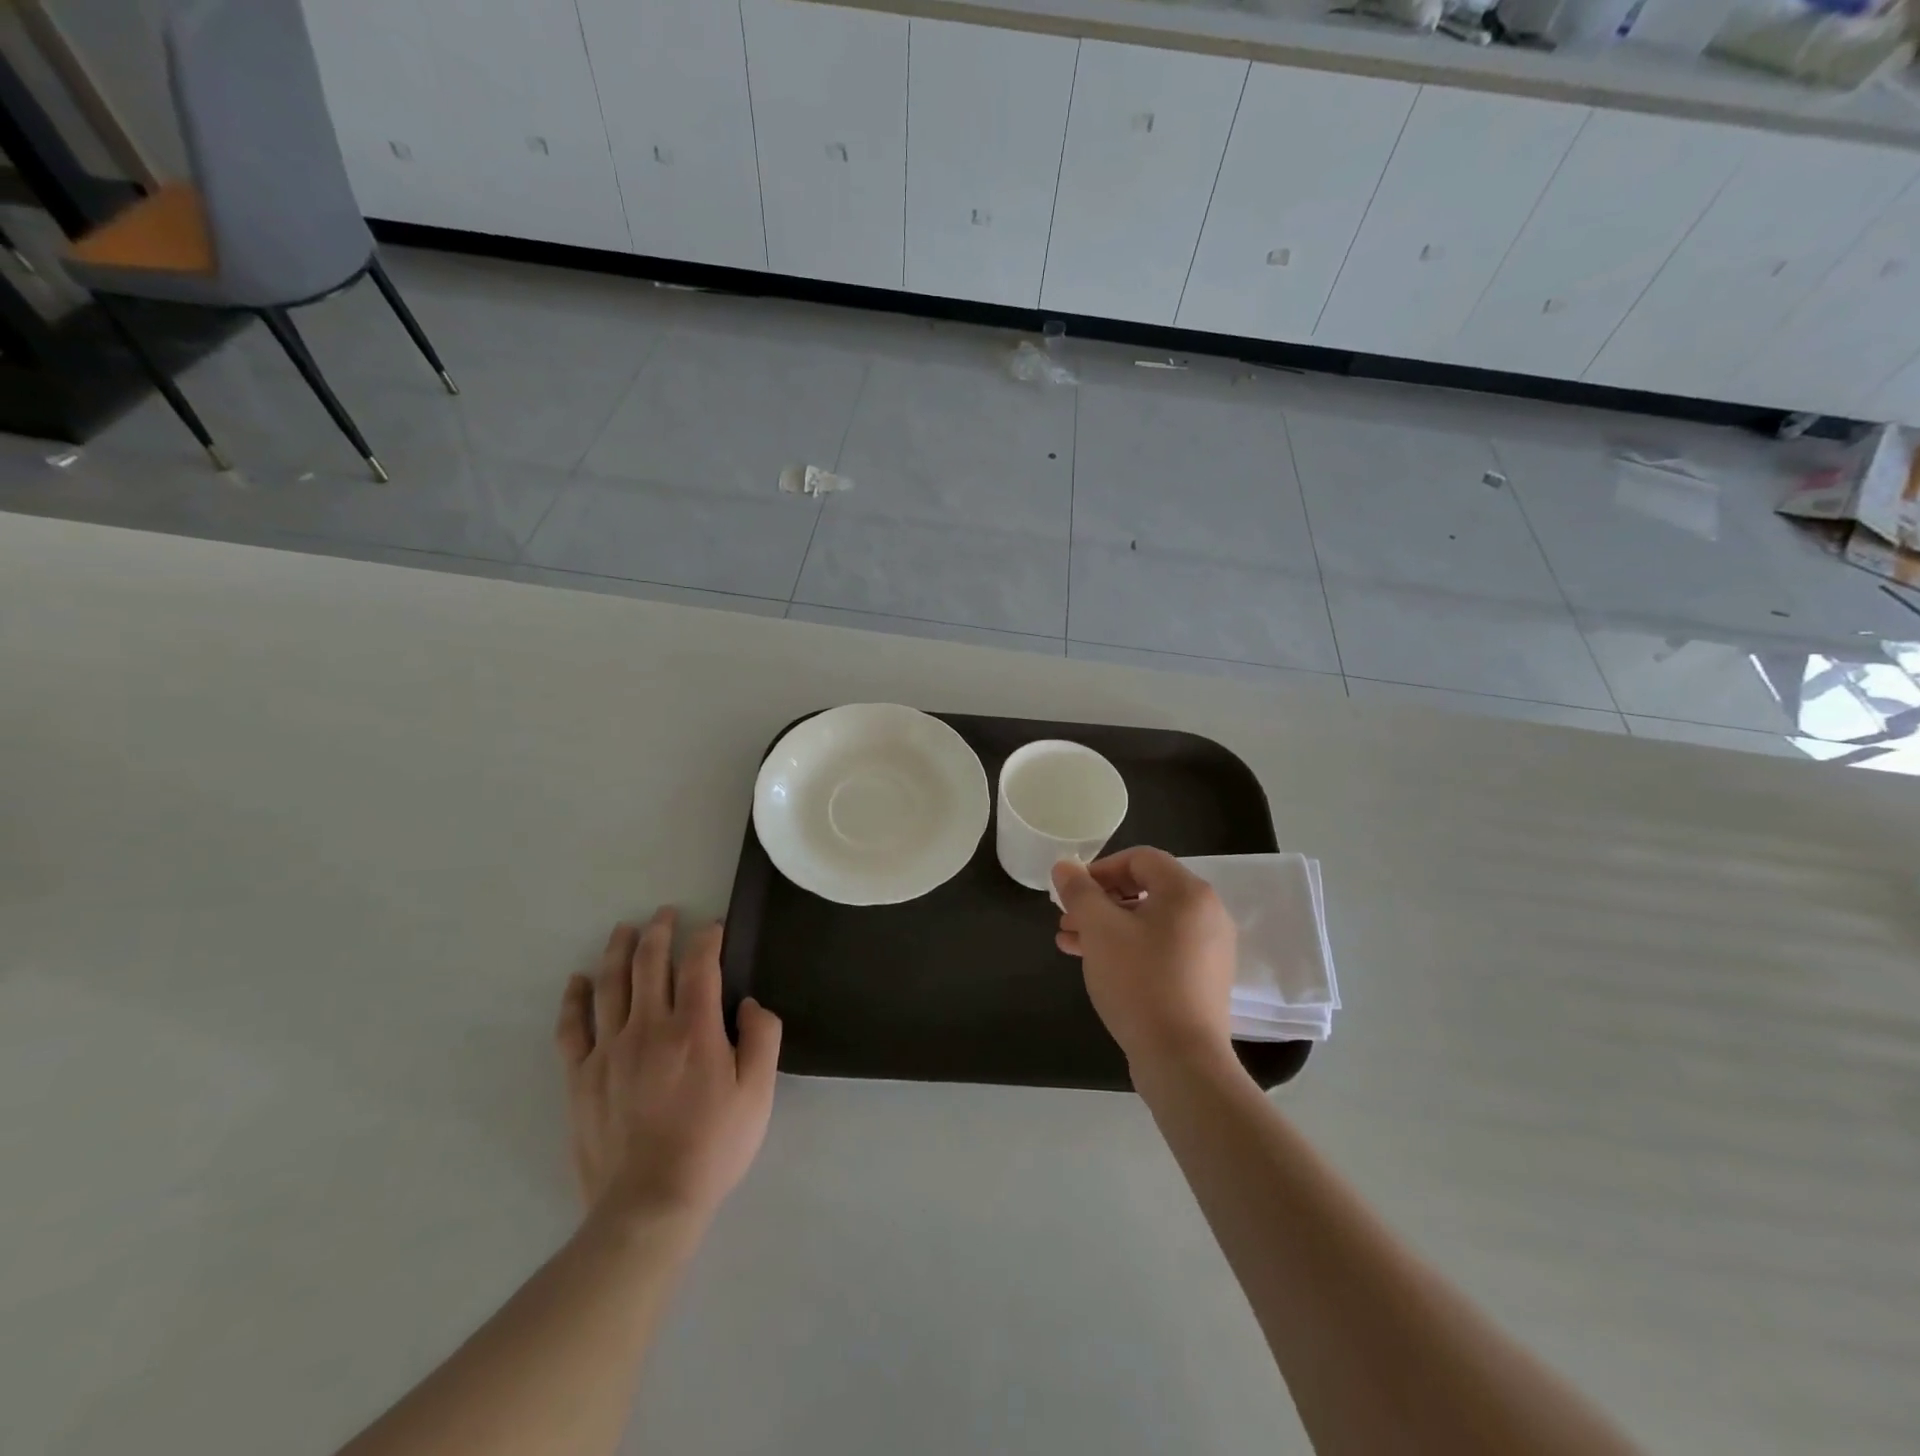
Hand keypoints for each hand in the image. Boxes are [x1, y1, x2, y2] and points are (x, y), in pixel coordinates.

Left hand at [555, 909, 782, 1228]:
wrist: (648, 1206)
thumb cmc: (712, 1147)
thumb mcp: (758, 1094)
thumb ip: (763, 1039)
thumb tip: (750, 1003)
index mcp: (694, 1029)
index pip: (700, 964)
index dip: (708, 938)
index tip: (714, 928)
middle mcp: (649, 1027)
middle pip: (651, 963)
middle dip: (660, 931)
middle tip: (666, 913)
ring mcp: (609, 1050)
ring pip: (610, 984)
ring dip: (618, 950)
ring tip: (625, 929)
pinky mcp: (581, 1077)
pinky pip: (572, 1027)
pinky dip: (574, 998)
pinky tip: (577, 981)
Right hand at [1053, 847, 1237, 1073]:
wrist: (1181, 1059)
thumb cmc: (1139, 981)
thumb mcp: (1100, 929)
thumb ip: (1079, 892)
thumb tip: (1064, 866)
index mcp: (1188, 892)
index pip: (1140, 859)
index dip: (1100, 868)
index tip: (1072, 891)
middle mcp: (1207, 913)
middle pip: (1145, 890)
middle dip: (1100, 902)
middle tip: (1066, 919)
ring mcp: (1209, 949)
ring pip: (1150, 922)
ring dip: (1108, 927)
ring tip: (1069, 943)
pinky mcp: (1203, 979)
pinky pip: (1161, 948)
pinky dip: (1129, 948)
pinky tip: (1096, 964)